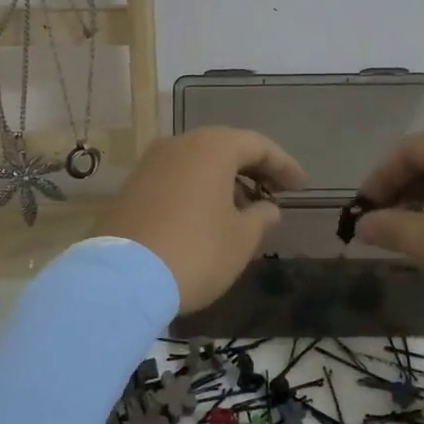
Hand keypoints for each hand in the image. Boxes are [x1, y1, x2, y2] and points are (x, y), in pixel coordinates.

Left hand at [99, 127, 307, 311]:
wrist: (122, 279)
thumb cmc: (196, 251)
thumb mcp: (242, 239)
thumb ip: (261, 217)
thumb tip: (266, 208)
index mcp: (212, 147)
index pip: (258, 145)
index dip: (284, 166)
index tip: (301, 187)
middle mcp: (180, 144)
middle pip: (225, 148)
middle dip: (253, 170)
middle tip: (274, 194)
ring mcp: (150, 164)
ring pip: (198, 163)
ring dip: (224, 181)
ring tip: (243, 210)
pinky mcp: (132, 187)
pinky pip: (176, 178)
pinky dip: (198, 190)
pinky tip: (208, 217)